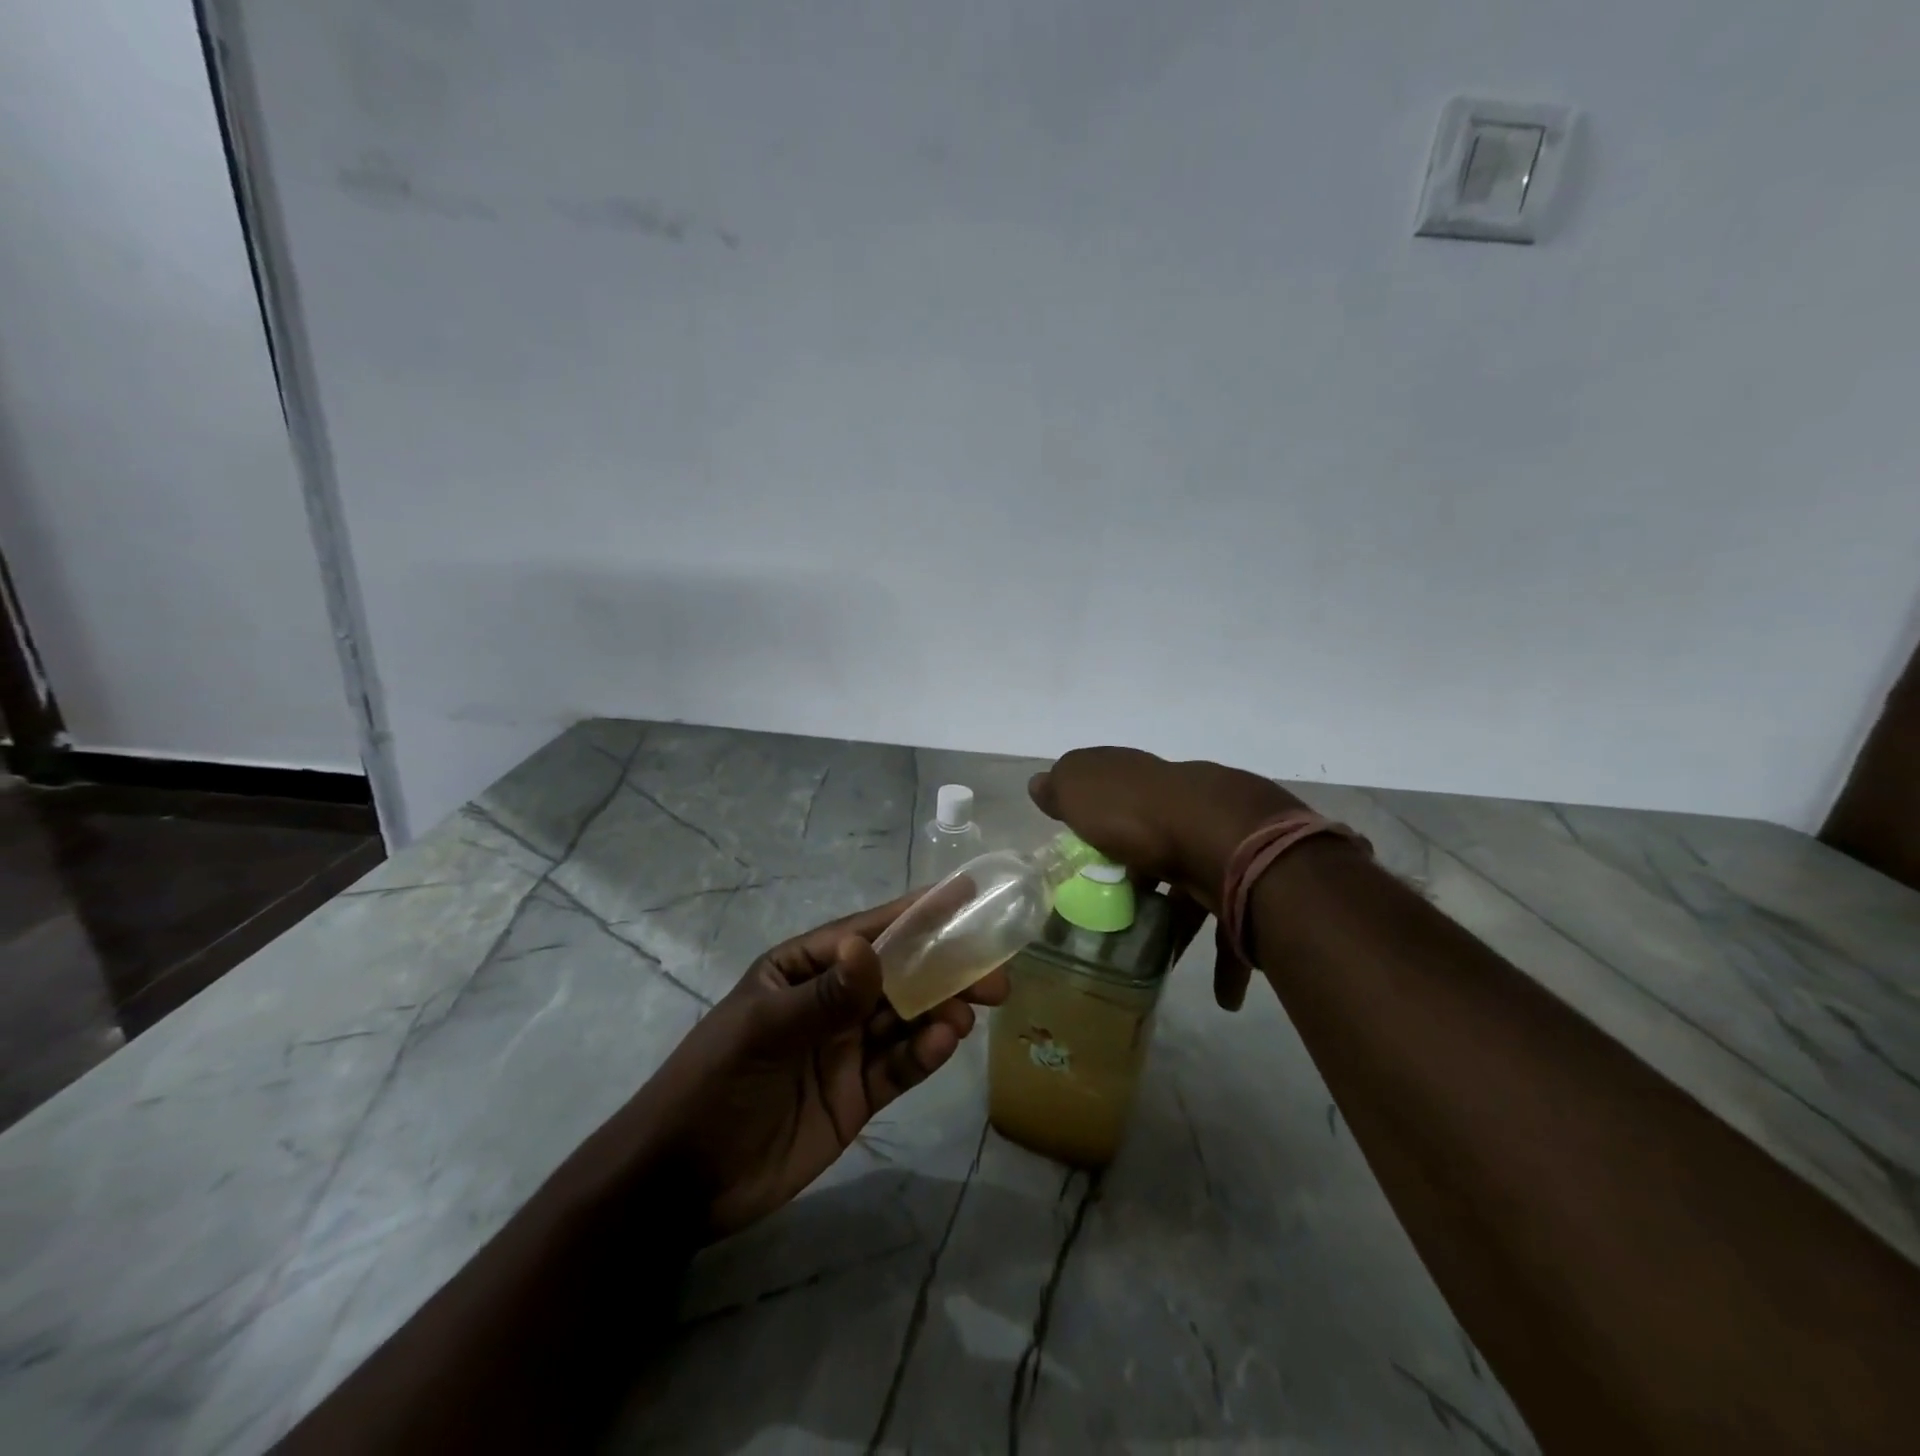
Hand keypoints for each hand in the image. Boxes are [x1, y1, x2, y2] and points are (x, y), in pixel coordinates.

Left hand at [639, 895, 1007, 1237]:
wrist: (683, 1182)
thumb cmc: (715, 1085)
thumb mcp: (763, 1033)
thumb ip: (824, 996)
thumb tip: (872, 948)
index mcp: (803, 969)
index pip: (867, 933)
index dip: (915, 914)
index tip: (964, 896)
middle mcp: (832, 1001)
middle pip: (898, 976)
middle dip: (943, 967)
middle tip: (993, 971)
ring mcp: (847, 1048)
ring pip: (907, 1019)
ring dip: (942, 1009)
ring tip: (974, 1009)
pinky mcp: (859, 1094)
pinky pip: (900, 1066)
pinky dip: (925, 1053)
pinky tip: (945, 1044)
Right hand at [1029, 747, 1305, 1009]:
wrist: (1230, 840)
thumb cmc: (1142, 815)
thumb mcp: (1083, 789)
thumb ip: (1062, 787)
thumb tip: (1041, 783)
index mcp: (1148, 786)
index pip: (1123, 798)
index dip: (1104, 827)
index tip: (1087, 863)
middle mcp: (1191, 810)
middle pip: (1163, 844)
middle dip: (1147, 878)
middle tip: (1122, 914)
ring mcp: (1227, 847)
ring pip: (1202, 886)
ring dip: (1183, 924)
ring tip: (1161, 960)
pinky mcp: (1255, 889)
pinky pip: (1238, 928)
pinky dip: (1229, 961)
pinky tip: (1222, 994)